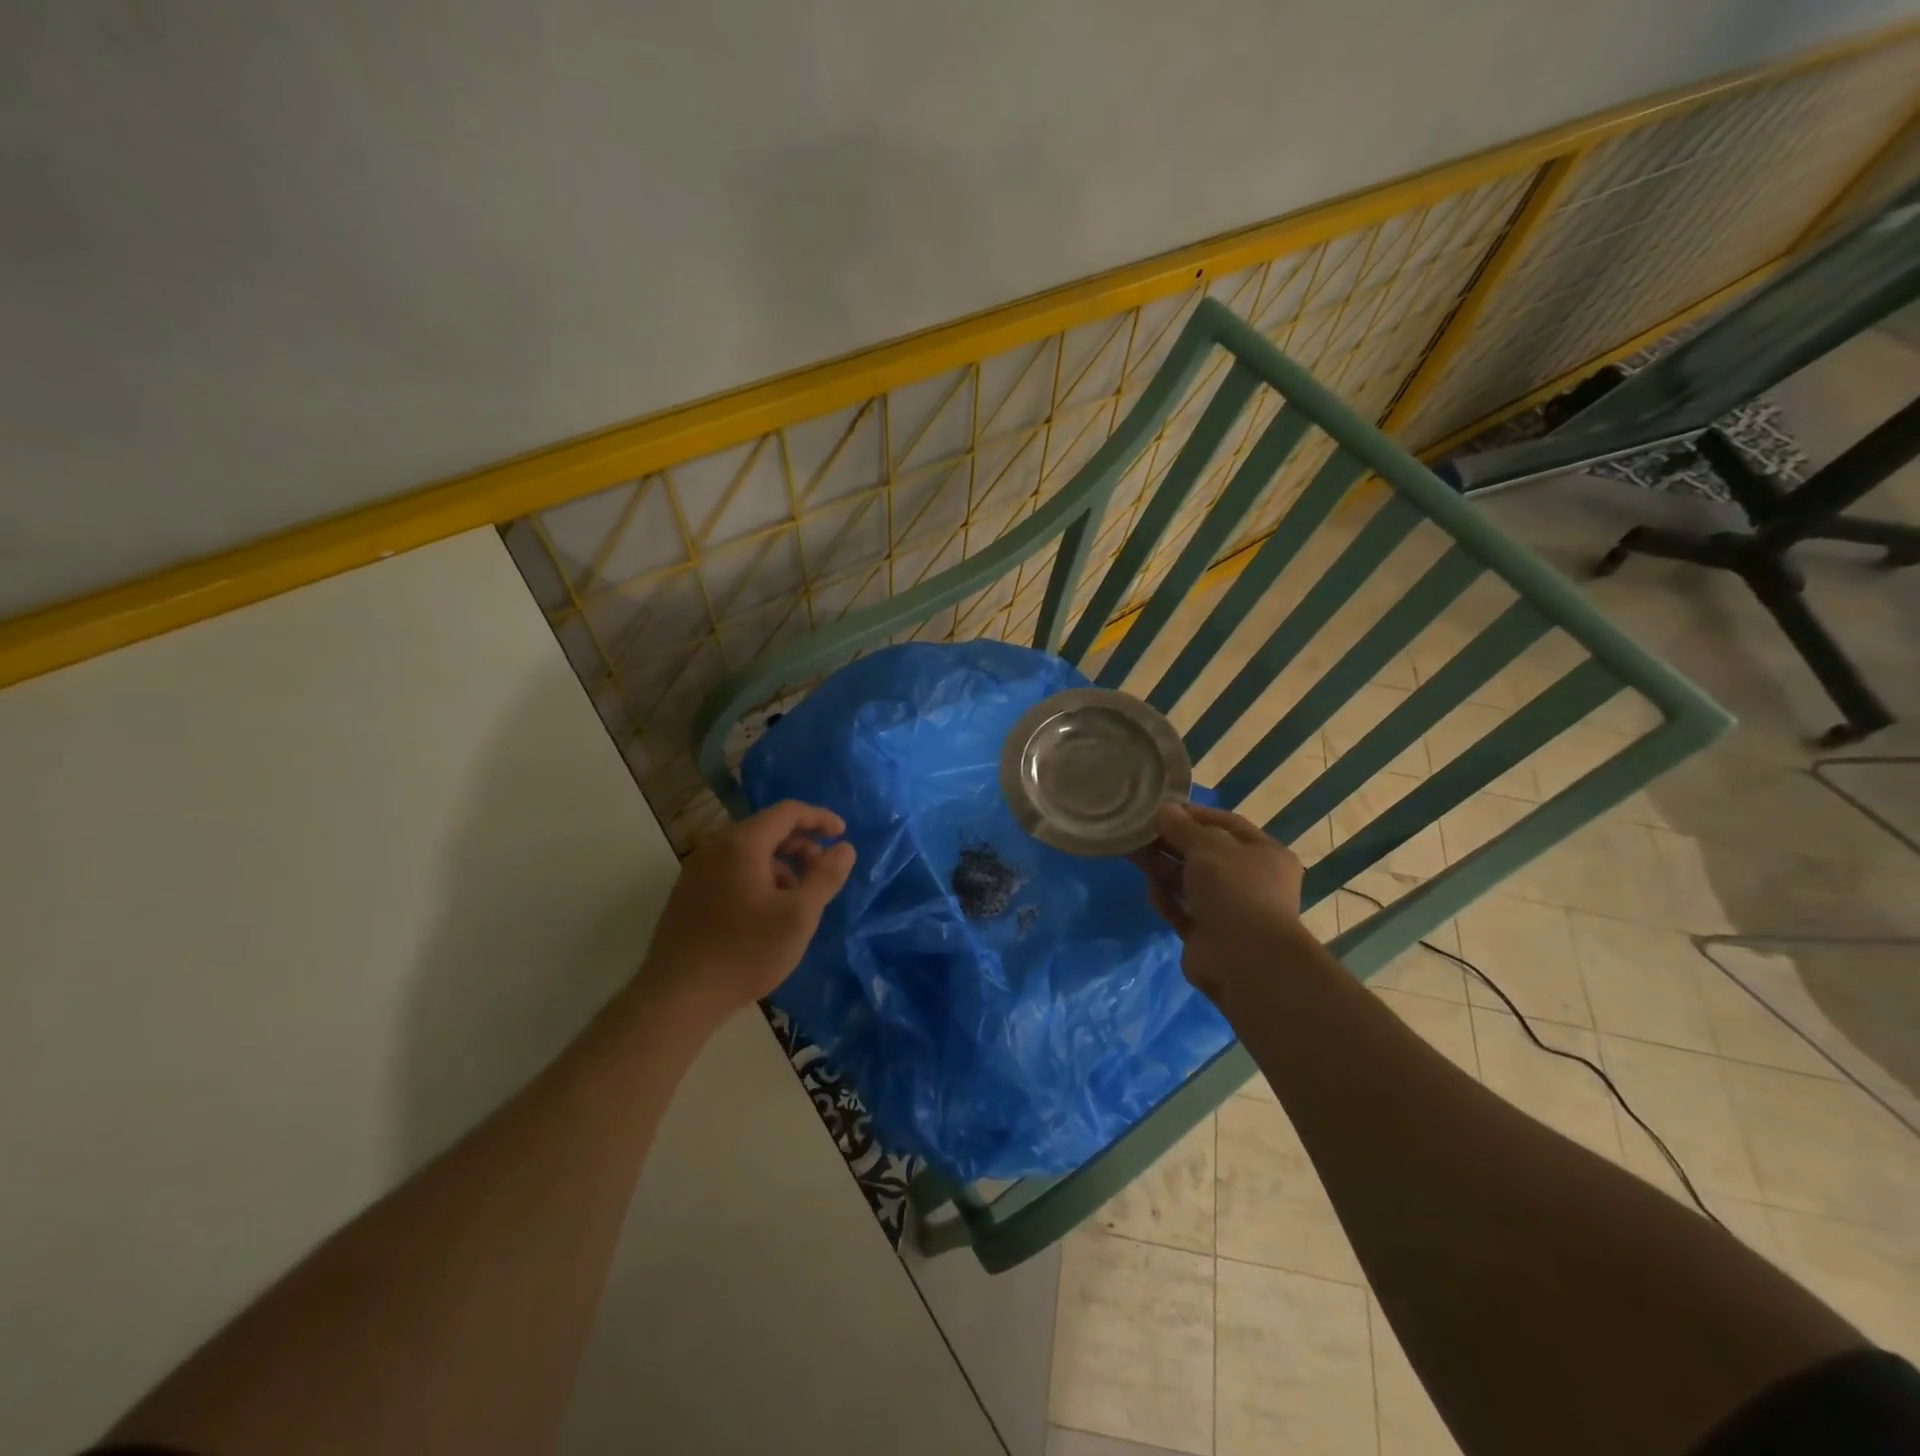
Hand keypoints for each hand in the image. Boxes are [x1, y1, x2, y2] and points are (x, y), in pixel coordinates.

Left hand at [639, 800, 855, 1024]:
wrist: (677, 997)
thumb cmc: (745, 952)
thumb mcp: (799, 916)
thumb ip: (825, 877)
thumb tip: (845, 848)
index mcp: (742, 844)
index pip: (787, 811)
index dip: (819, 818)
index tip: (843, 833)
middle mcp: (715, 848)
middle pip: (766, 828)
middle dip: (801, 843)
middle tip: (823, 869)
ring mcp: (697, 870)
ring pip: (748, 851)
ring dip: (780, 863)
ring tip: (798, 896)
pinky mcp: (687, 894)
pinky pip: (731, 869)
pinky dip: (758, 875)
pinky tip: (767, 911)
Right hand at [1133, 801, 1306, 1004]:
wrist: (1244, 959)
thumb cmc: (1234, 889)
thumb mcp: (1207, 846)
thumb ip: (1183, 827)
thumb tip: (1165, 811)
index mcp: (1264, 854)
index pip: (1227, 824)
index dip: (1194, 814)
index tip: (1162, 809)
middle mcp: (1250, 880)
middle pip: (1204, 853)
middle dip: (1171, 842)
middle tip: (1139, 831)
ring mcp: (1229, 910)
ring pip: (1190, 882)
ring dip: (1163, 868)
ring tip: (1132, 854)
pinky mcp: (1207, 934)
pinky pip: (1182, 910)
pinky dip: (1167, 900)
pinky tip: (1151, 891)